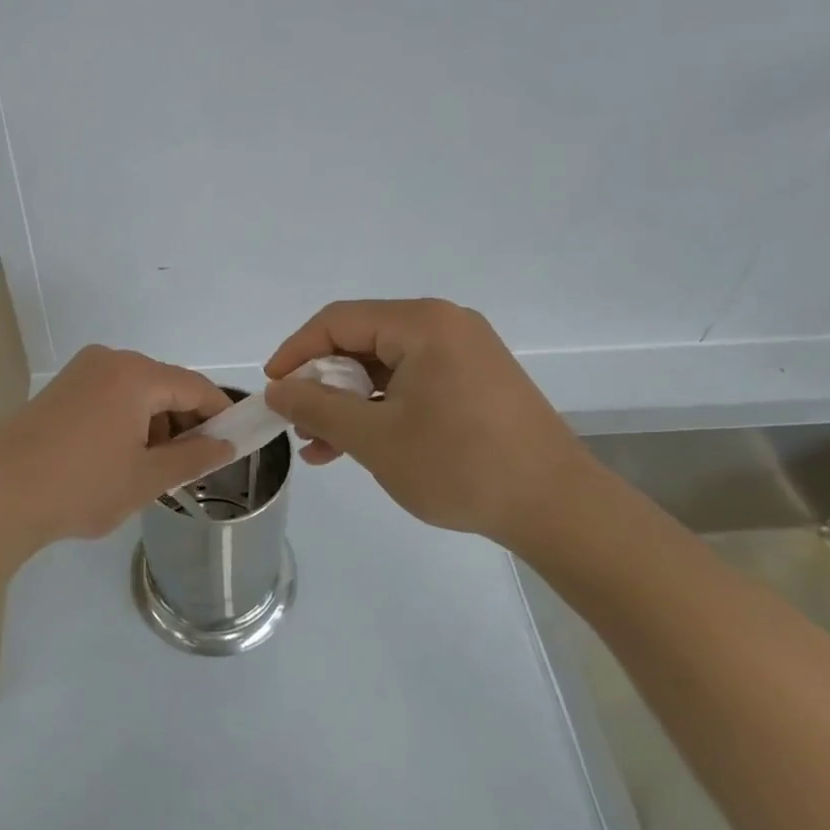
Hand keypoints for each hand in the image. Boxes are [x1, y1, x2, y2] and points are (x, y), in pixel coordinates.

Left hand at [0, 346, 234, 566]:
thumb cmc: (81, 487)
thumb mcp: (146, 478)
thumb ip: (195, 457)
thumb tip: (229, 445)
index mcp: (135, 374)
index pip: (195, 387)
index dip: (220, 413)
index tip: (236, 441)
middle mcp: (109, 360)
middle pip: (165, 385)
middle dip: (185, 421)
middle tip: (192, 465)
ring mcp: (80, 371)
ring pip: (136, 390)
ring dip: (155, 422)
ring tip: (153, 467)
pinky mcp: (60, 387)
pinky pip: (110, 394)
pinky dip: (126, 419)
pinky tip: (120, 456)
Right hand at [263, 299, 601, 549]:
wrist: (558, 508)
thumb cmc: (460, 465)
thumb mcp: (375, 438)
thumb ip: (318, 408)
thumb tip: (277, 390)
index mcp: (422, 323)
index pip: (338, 321)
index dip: (296, 351)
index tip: (272, 389)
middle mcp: (444, 325)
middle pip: (362, 341)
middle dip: (323, 384)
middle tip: (297, 423)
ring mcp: (464, 353)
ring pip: (385, 367)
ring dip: (349, 402)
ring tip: (319, 446)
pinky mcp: (475, 382)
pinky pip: (412, 383)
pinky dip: (381, 409)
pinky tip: (358, 446)